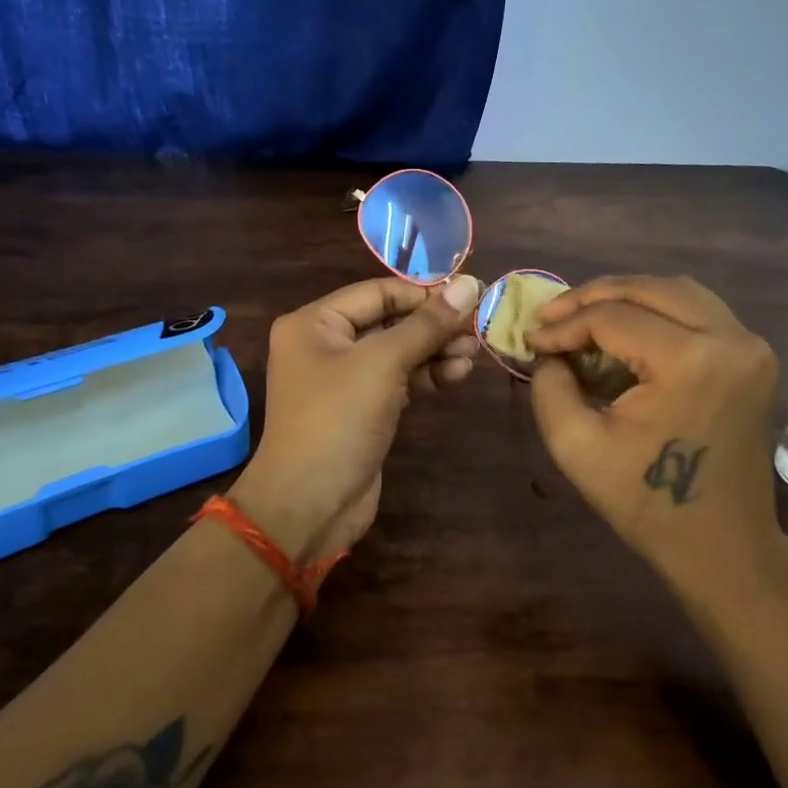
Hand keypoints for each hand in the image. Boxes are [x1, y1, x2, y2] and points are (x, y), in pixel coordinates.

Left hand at [232, 275, 482, 561]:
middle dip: (433, 325)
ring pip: (397, 353)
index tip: (470, 296)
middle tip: (477, 329)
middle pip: (389, 322)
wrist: (310, 504)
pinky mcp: (361, 410)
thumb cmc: (338, 420)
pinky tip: (457, 374)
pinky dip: (425, 376)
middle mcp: (324, 345)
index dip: (424, 293)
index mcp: (314, 322)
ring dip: (435, 351)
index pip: (378, 292)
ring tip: (474, 352)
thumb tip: (470, 283)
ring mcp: (342, 380)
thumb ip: (427, 324)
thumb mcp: (383, 363)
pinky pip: (397, 381)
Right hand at [526, 275, 787, 599]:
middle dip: (593, 296)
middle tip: (550, 315)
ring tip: (583, 318)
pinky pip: (698, 312)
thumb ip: (549, 385)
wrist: (723, 547)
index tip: (531, 338)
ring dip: (627, 297)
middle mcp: (731, 339)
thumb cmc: (647, 504)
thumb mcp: (576, 446)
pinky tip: (624, 333)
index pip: (614, 317)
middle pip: (650, 288)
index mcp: (692, 361)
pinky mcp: (753, 357)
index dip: (565, 324)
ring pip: (678, 291)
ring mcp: (751, 346)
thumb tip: (548, 349)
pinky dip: (656, 312)